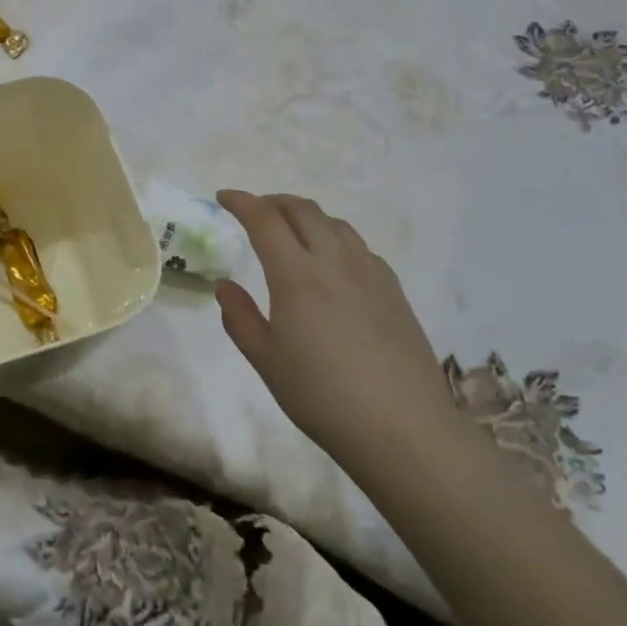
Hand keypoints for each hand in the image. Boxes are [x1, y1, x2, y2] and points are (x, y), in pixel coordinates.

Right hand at [214, 191, 460, 472]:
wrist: (402, 427)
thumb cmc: (322, 395)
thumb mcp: (266, 360)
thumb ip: (239, 317)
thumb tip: (226, 286)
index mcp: (296, 275)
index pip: (264, 219)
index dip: (241, 202)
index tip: (223, 198)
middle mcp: (333, 261)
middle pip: (303, 210)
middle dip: (273, 201)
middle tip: (255, 211)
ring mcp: (369, 272)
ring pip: (334, 223)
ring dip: (306, 216)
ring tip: (292, 231)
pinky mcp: (393, 289)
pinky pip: (359, 246)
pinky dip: (335, 239)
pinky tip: (332, 264)